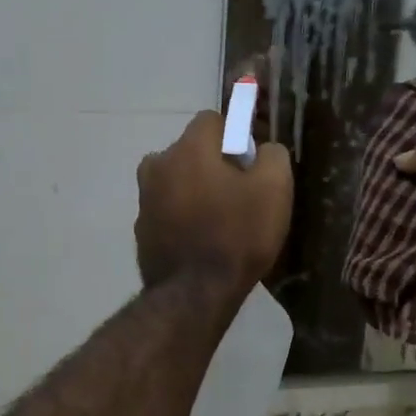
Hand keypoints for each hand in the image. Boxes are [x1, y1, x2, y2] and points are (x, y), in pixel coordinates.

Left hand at [136, 112, 292, 306]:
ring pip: (176, 181)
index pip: (212, 120)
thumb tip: (262, 150)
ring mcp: (144, 199)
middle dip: (213, 164)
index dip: (236, 136)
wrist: (195, 295)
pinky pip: (166, 211)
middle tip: (238, 196)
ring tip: (218, 222)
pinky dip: (181, 217)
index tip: (250, 164)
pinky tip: (200, 241)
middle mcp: (157, 166)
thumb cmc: (238, 236)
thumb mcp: (274, 189)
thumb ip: (272, 155)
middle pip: (191, 151)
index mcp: (187, 149)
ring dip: (195, 190)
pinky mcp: (141, 230)